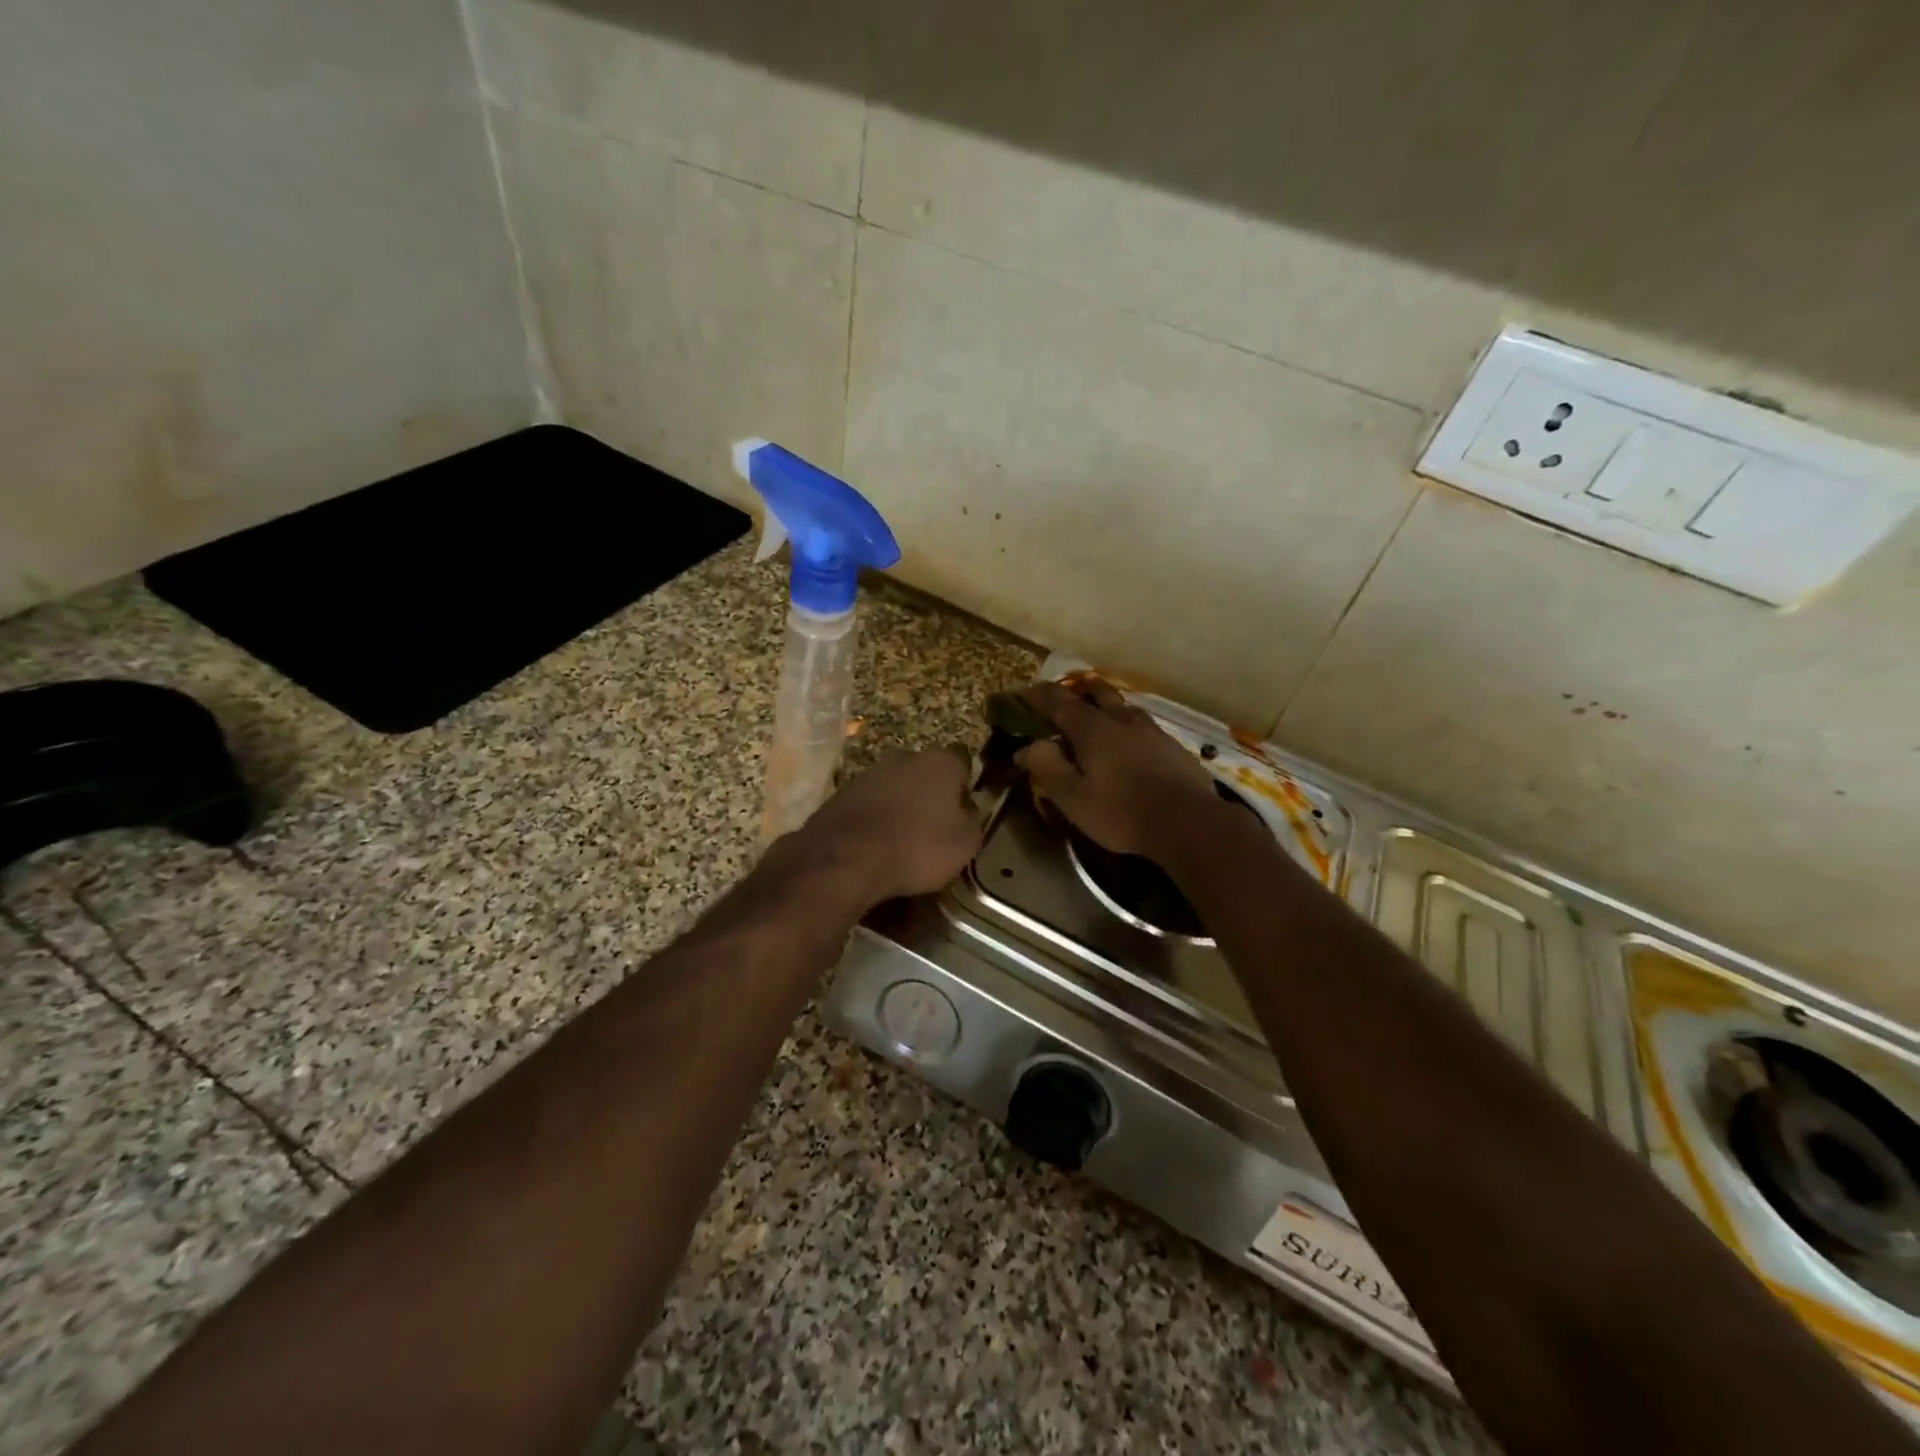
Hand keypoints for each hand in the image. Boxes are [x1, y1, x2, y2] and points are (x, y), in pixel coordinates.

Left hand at [793, 747, 982, 904]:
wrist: (845, 859)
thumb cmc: (917, 847)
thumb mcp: (965, 842)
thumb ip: (972, 818)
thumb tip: (967, 807)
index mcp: (940, 762)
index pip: (963, 762)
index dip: (966, 785)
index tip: (965, 809)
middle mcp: (905, 757)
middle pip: (926, 771)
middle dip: (931, 792)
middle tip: (935, 825)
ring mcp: (869, 772)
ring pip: (896, 786)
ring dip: (901, 804)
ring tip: (903, 838)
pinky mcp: (842, 792)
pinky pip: (871, 803)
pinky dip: (876, 817)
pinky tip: (876, 843)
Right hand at [1014, 680, 1221, 857]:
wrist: (1188, 822)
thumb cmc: (1122, 813)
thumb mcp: (1073, 798)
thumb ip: (1046, 767)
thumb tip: (1025, 747)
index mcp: (1092, 729)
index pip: (1057, 701)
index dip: (1036, 695)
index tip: (1020, 693)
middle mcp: (1121, 720)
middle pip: (1096, 692)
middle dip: (1075, 691)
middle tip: (1062, 700)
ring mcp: (1151, 730)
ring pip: (1122, 707)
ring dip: (1104, 706)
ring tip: (1097, 718)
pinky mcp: (1172, 746)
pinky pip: (1142, 726)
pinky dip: (1127, 727)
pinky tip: (1130, 744)